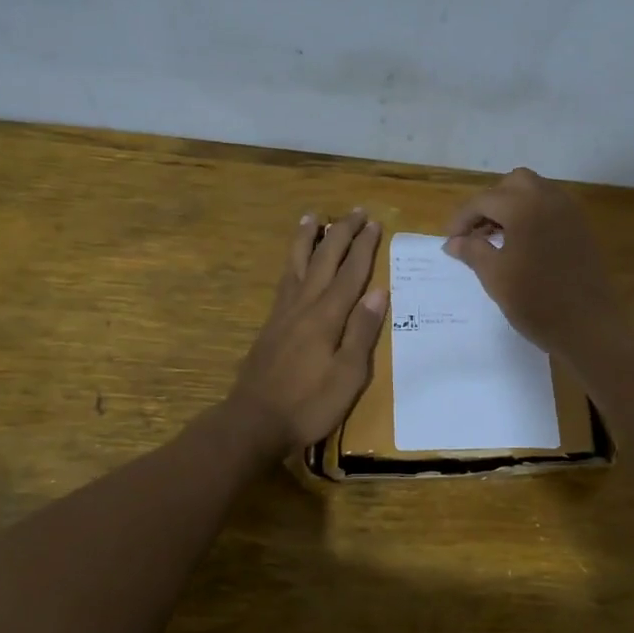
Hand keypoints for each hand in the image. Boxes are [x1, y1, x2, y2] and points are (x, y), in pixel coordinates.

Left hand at [229, 208, 386, 451]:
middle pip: (325, 260)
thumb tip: (378, 292)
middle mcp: (304, 305)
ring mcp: (284, 313)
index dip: (363, 247)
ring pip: (298, 264)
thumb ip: (361, 332)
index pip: (351, 273)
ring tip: (312, 216)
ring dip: (308, 239)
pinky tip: (294, 262)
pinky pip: (285, 281)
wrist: (255, 421)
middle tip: (356, 211)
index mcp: (327, 317)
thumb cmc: (309, 404)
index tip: (375, 224)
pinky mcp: (271, 325)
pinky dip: (293, 262)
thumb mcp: (347, 375)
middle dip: (341, 233)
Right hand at [444, 168, 621, 358]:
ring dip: (511, 207)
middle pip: (513, 184)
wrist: (588, 327)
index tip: (449, 240)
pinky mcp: (582, 229)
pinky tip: (521, 244)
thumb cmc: (535, 301)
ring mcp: (570, 213)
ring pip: (535, 192)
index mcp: (524, 206)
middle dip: (490, 202)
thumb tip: (453, 242)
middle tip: (475, 231)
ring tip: (495, 238)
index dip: (462, 219)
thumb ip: (472, 251)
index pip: (484, 200)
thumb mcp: (494, 276)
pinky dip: (531, 216)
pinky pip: (551, 209)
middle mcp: (550, 199)